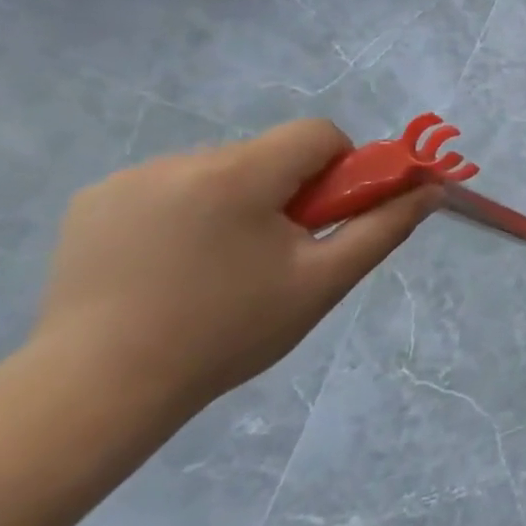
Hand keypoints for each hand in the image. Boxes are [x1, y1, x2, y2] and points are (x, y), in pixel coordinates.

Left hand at [33, 119, 437, 422]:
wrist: (97, 391)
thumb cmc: (228, 333)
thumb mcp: (324, 281)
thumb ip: (385, 226)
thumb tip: (433, 188)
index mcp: (238, 176)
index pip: (316, 134)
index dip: (339, 168)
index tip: (325, 218)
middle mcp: (181, 161)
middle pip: (268, 154)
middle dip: (286, 191)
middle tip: (277, 253)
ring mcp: (127, 179)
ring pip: (220, 169)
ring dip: (237, 201)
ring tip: (217, 265)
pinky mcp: (92, 202)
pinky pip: (169, 185)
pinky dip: (187, 211)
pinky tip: (172, 263)